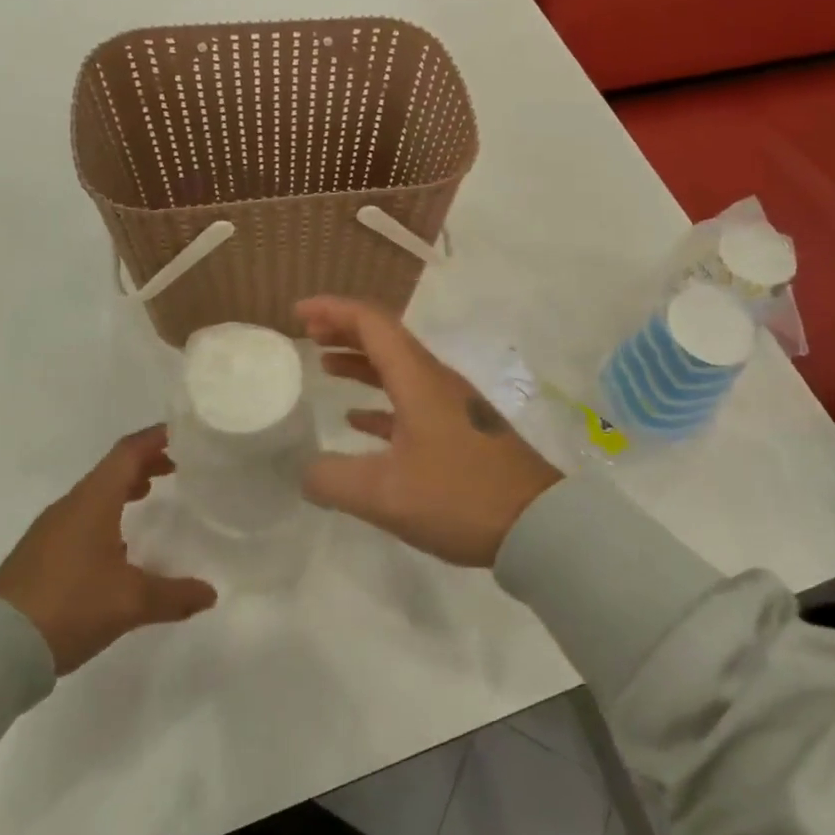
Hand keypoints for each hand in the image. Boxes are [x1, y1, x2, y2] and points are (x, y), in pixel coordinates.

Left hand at [0, 426, 216, 673]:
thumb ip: (174, 595)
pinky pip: (81, 518)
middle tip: (177, 467)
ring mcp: (50, 530)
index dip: (156, 438)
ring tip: (151, 495)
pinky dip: (107, 513)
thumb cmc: (68, 606)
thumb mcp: (130, 602)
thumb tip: (211, 593)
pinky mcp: (38, 555)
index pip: (128, 453)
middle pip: (112, 470)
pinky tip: (118, 542)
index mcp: (93, 501)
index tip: (184, 434)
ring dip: (124, 488)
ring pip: (95, 494)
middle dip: (145, 463)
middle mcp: (71, 506)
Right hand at [298, 297, 561, 566]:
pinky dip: (379, 399)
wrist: (535, 524)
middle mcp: (436, 381)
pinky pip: (411, 399)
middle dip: (344, 330)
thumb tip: (306, 472)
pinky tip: (357, 420)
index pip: (372, 323)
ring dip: (361, 362)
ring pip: (398, 368)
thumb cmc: (459, 496)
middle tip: (308, 335)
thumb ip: (333, 480)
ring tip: (326, 365)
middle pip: (386, 339)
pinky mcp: (460, 430)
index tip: (299, 313)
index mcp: (419, 379)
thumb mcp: (384, 495)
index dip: (333, 310)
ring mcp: (451, 405)